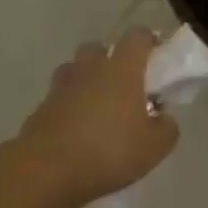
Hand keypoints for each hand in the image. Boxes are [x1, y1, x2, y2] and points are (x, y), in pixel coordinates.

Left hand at [18, 29, 179, 206]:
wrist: (47, 172)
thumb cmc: (108, 151)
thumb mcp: (154, 147)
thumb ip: (166, 128)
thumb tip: (164, 118)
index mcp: (122, 68)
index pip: (138, 36)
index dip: (149, 40)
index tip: (156, 56)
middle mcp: (90, 68)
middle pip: (99, 47)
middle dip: (110, 59)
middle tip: (122, 84)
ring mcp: (61, 87)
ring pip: (74, 70)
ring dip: (85, 80)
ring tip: (96, 106)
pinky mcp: (40, 109)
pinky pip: (57, 98)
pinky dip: (66, 107)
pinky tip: (74, 131)